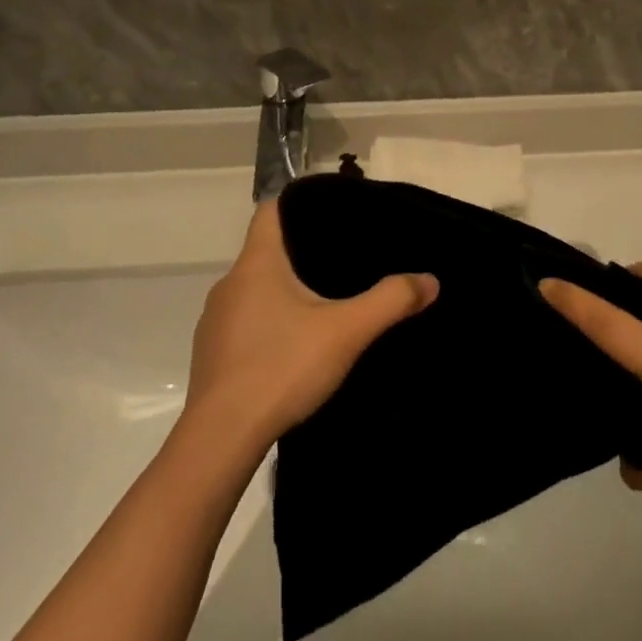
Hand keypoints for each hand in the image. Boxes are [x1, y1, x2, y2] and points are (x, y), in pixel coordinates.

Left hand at [185, 201, 437, 452]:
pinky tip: (293, 347)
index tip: (330, 212)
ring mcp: (215, 320)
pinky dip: (267, 323)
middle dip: (301, 252)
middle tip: (342, 261)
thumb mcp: (347, 332)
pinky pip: (244, 322)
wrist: (221, 438)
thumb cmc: (282, 367)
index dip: (299, 203)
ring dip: (283, 292)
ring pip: (254, 289)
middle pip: (266, 251)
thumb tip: (430, 280)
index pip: (271, 210)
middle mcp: (229, 283)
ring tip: (322, 303)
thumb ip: (390, 301)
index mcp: (257, 264)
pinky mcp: (211, 353)